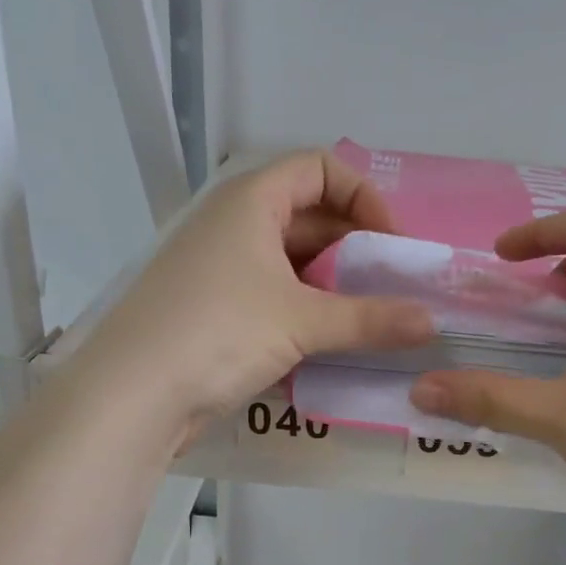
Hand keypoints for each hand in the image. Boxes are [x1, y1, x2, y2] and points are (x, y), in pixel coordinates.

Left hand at [76, 151, 434, 441]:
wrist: (133, 396)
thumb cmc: (218, 333)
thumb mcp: (301, 321)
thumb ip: (370, 320)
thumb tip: (432, 323)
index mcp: (251, 201)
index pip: (320, 168)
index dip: (364, 197)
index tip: (392, 245)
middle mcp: (234, 225)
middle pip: (309, 218)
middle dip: (355, 250)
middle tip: (393, 290)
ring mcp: (221, 270)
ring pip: (292, 265)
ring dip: (334, 290)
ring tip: (371, 323)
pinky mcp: (215, 312)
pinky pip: (273, 300)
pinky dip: (306, 315)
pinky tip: (331, 348)